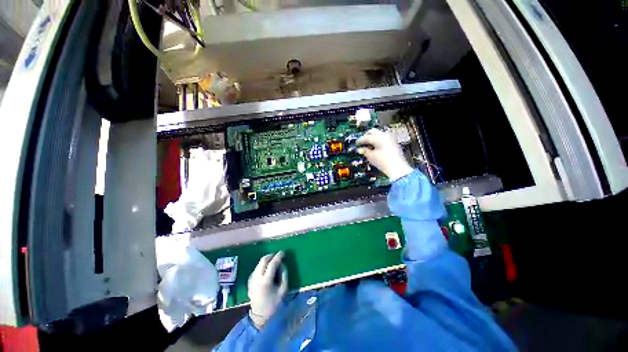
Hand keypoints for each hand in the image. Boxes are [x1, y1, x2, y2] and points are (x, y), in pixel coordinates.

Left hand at [248, 252, 287, 328]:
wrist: (261, 318)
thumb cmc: (275, 305)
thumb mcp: (283, 290)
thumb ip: (284, 275)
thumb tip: (282, 264)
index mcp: (265, 281)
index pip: (272, 264)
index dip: (278, 256)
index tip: (283, 252)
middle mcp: (256, 279)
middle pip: (263, 261)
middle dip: (271, 255)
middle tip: (278, 255)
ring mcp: (251, 280)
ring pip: (258, 264)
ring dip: (266, 260)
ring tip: (274, 261)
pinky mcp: (249, 283)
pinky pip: (256, 269)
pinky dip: (262, 266)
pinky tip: (267, 269)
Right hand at [356, 129, 413, 181]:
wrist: (397, 168)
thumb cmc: (384, 162)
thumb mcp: (371, 157)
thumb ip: (364, 151)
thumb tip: (360, 149)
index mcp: (378, 138)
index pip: (366, 137)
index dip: (360, 141)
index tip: (356, 144)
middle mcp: (385, 135)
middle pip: (372, 131)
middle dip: (366, 136)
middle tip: (362, 142)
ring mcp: (390, 138)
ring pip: (379, 133)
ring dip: (372, 137)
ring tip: (368, 145)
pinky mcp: (394, 142)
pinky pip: (384, 137)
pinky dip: (378, 140)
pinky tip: (375, 147)